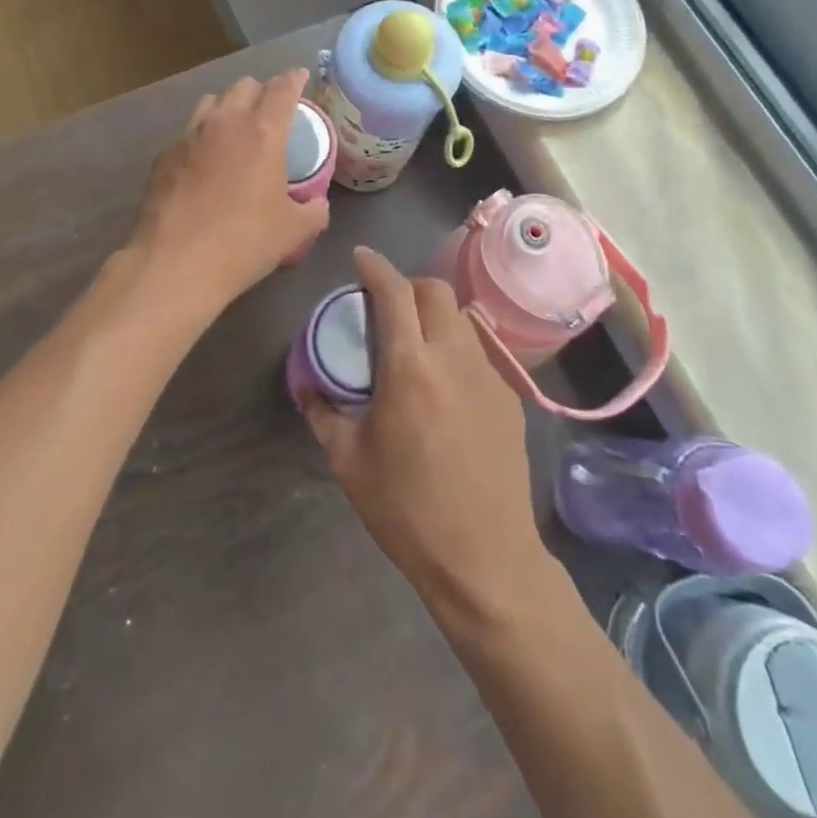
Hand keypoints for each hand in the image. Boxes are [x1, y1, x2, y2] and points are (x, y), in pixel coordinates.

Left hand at [129, 69, 329, 313]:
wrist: (175, 263)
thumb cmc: (243, 242)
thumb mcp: (292, 232)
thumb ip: (313, 212)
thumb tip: (318, 205)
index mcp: (263, 132)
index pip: (283, 88)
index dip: (295, 79)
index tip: (300, 76)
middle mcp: (224, 123)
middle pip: (244, 86)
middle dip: (260, 91)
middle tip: (269, 110)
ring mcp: (188, 136)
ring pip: (211, 102)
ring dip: (227, 107)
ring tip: (234, 129)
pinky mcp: (163, 156)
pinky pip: (187, 133)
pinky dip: (201, 138)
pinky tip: (202, 163)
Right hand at [302, 248, 544, 615]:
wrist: (484, 559)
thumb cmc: (407, 510)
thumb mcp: (348, 461)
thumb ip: (323, 413)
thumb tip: (307, 385)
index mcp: (410, 367)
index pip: (394, 292)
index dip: (375, 266)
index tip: (360, 258)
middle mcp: (453, 358)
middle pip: (435, 291)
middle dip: (407, 285)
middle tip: (385, 306)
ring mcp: (488, 375)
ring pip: (461, 316)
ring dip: (434, 312)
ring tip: (414, 340)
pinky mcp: (509, 397)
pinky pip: (479, 349)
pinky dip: (455, 344)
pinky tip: (444, 381)